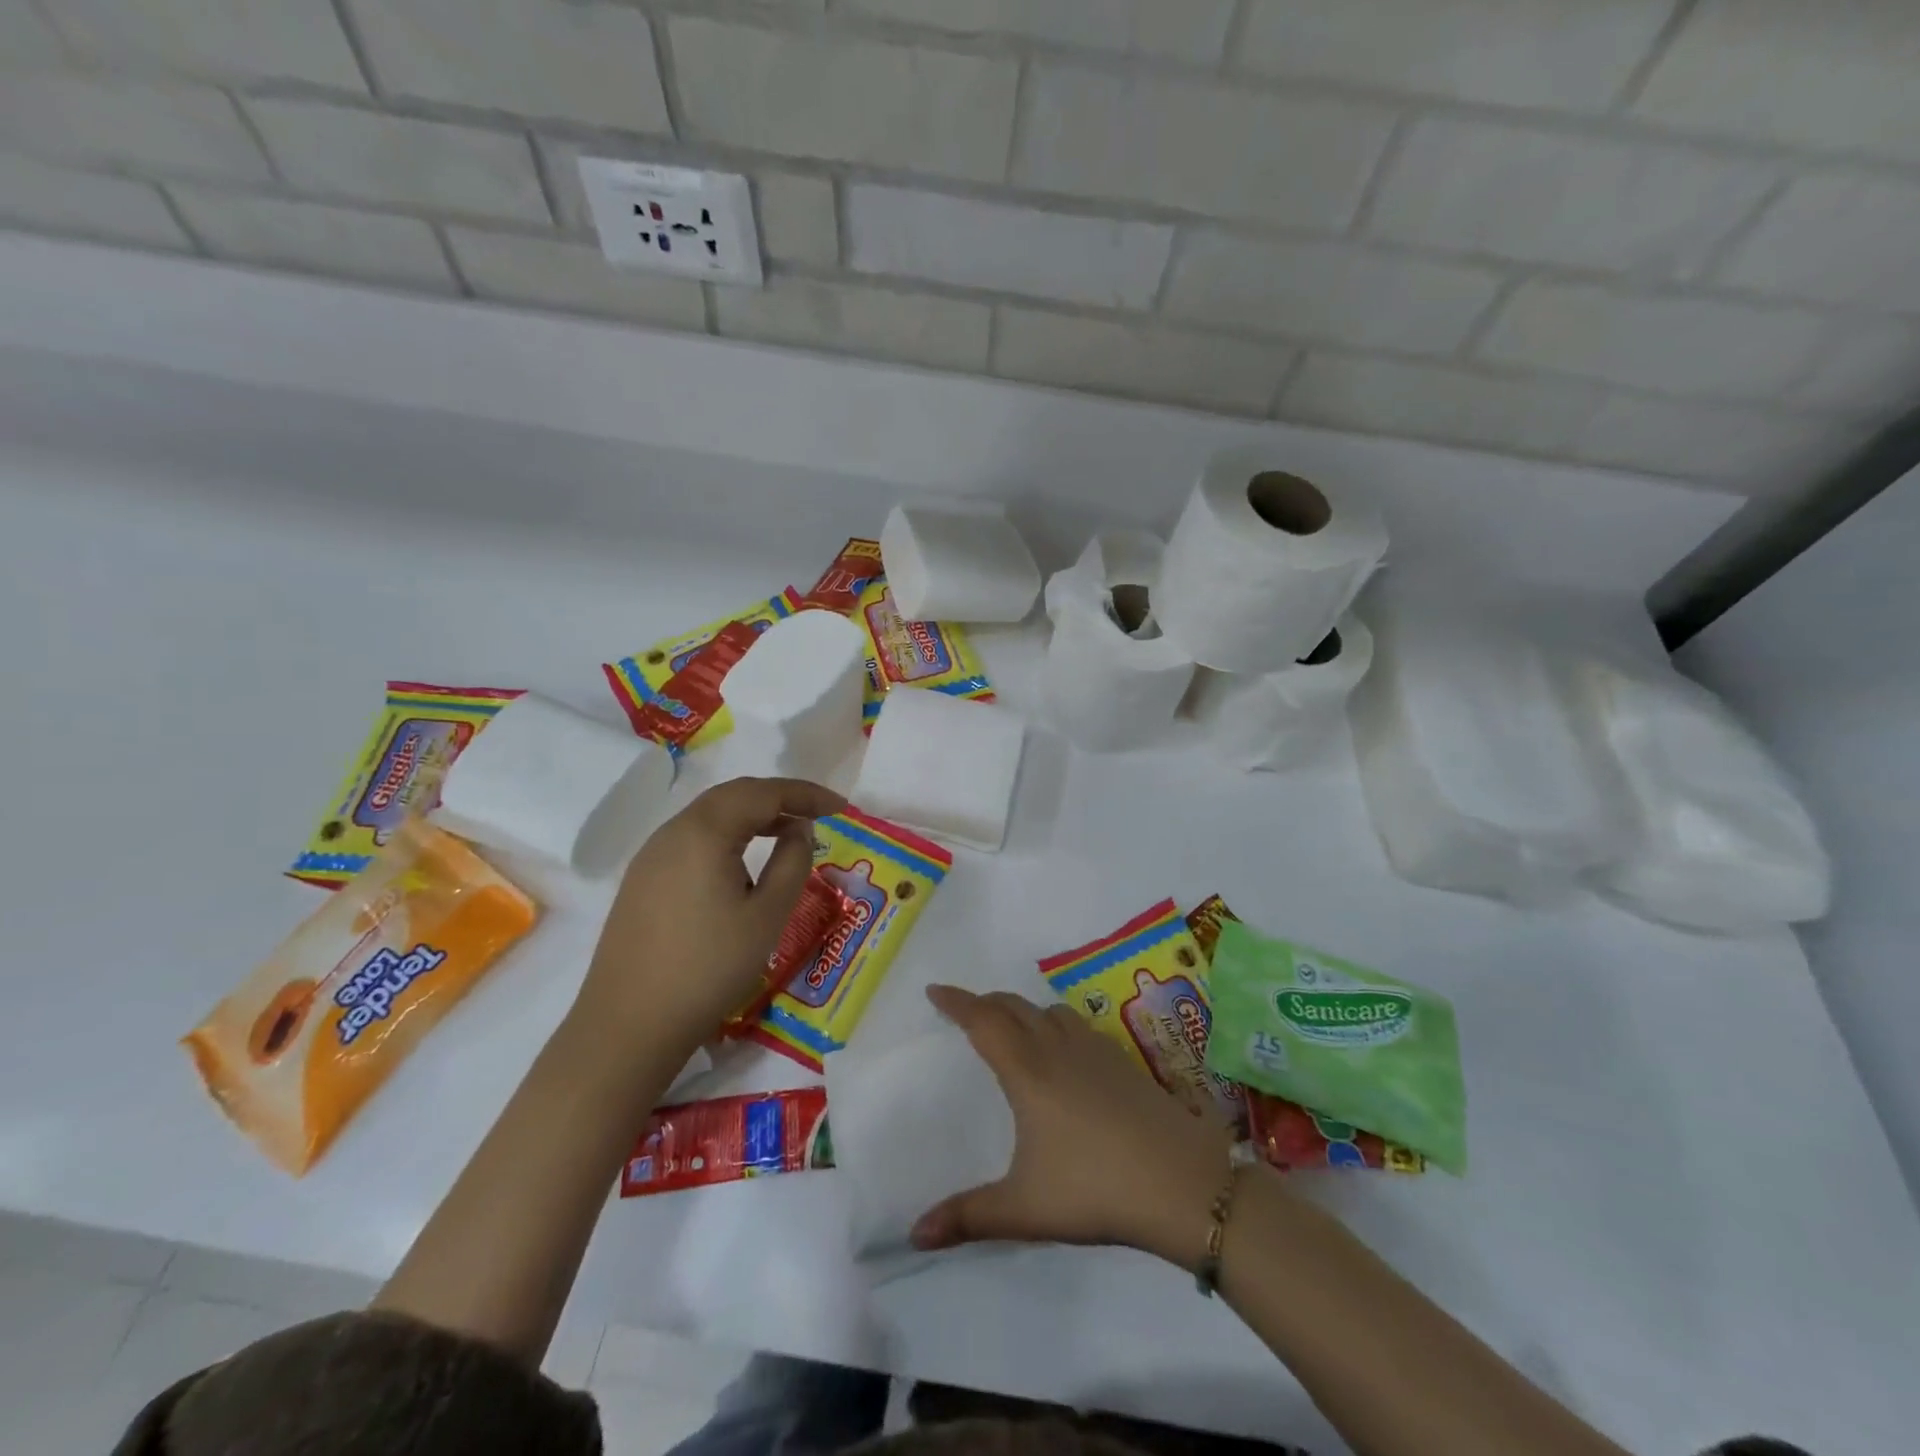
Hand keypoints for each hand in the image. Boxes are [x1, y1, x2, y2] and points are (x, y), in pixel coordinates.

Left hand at [573, 777, 844, 1059]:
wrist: (629, 1025)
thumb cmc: (709, 968)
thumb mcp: (767, 915)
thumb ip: (792, 862)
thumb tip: (799, 829)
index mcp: (704, 832)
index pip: (764, 792)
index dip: (806, 794)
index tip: (841, 807)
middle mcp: (673, 832)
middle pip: (733, 795)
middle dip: (779, 798)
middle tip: (817, 814)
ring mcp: (651, 856)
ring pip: (710, 816)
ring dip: (752, 816)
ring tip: (786, 833)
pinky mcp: (642, 880)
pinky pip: (692, 839)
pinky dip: (727, 836)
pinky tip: (742, 863)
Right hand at [910, 984, 1242, 1269]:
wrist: (1181, 1180)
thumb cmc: (1095, 1188)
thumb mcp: (1024, 1210)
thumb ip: (968, 1217)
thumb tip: (914, 1235)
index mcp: (1027, 1071)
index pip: (983, 1021)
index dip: (956, 1002)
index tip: (935, 990)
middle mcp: (1058, 1048)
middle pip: (1014, 1007)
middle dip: (986, 1002)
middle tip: (967, 1011)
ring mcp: (1095, 1050)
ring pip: (1050, 1011)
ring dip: (1025, 1010)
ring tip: (1015, 1029)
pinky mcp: (1124, 1061)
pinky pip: (1078, 1025)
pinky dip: (1057, 1024)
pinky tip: (1066, 1054)